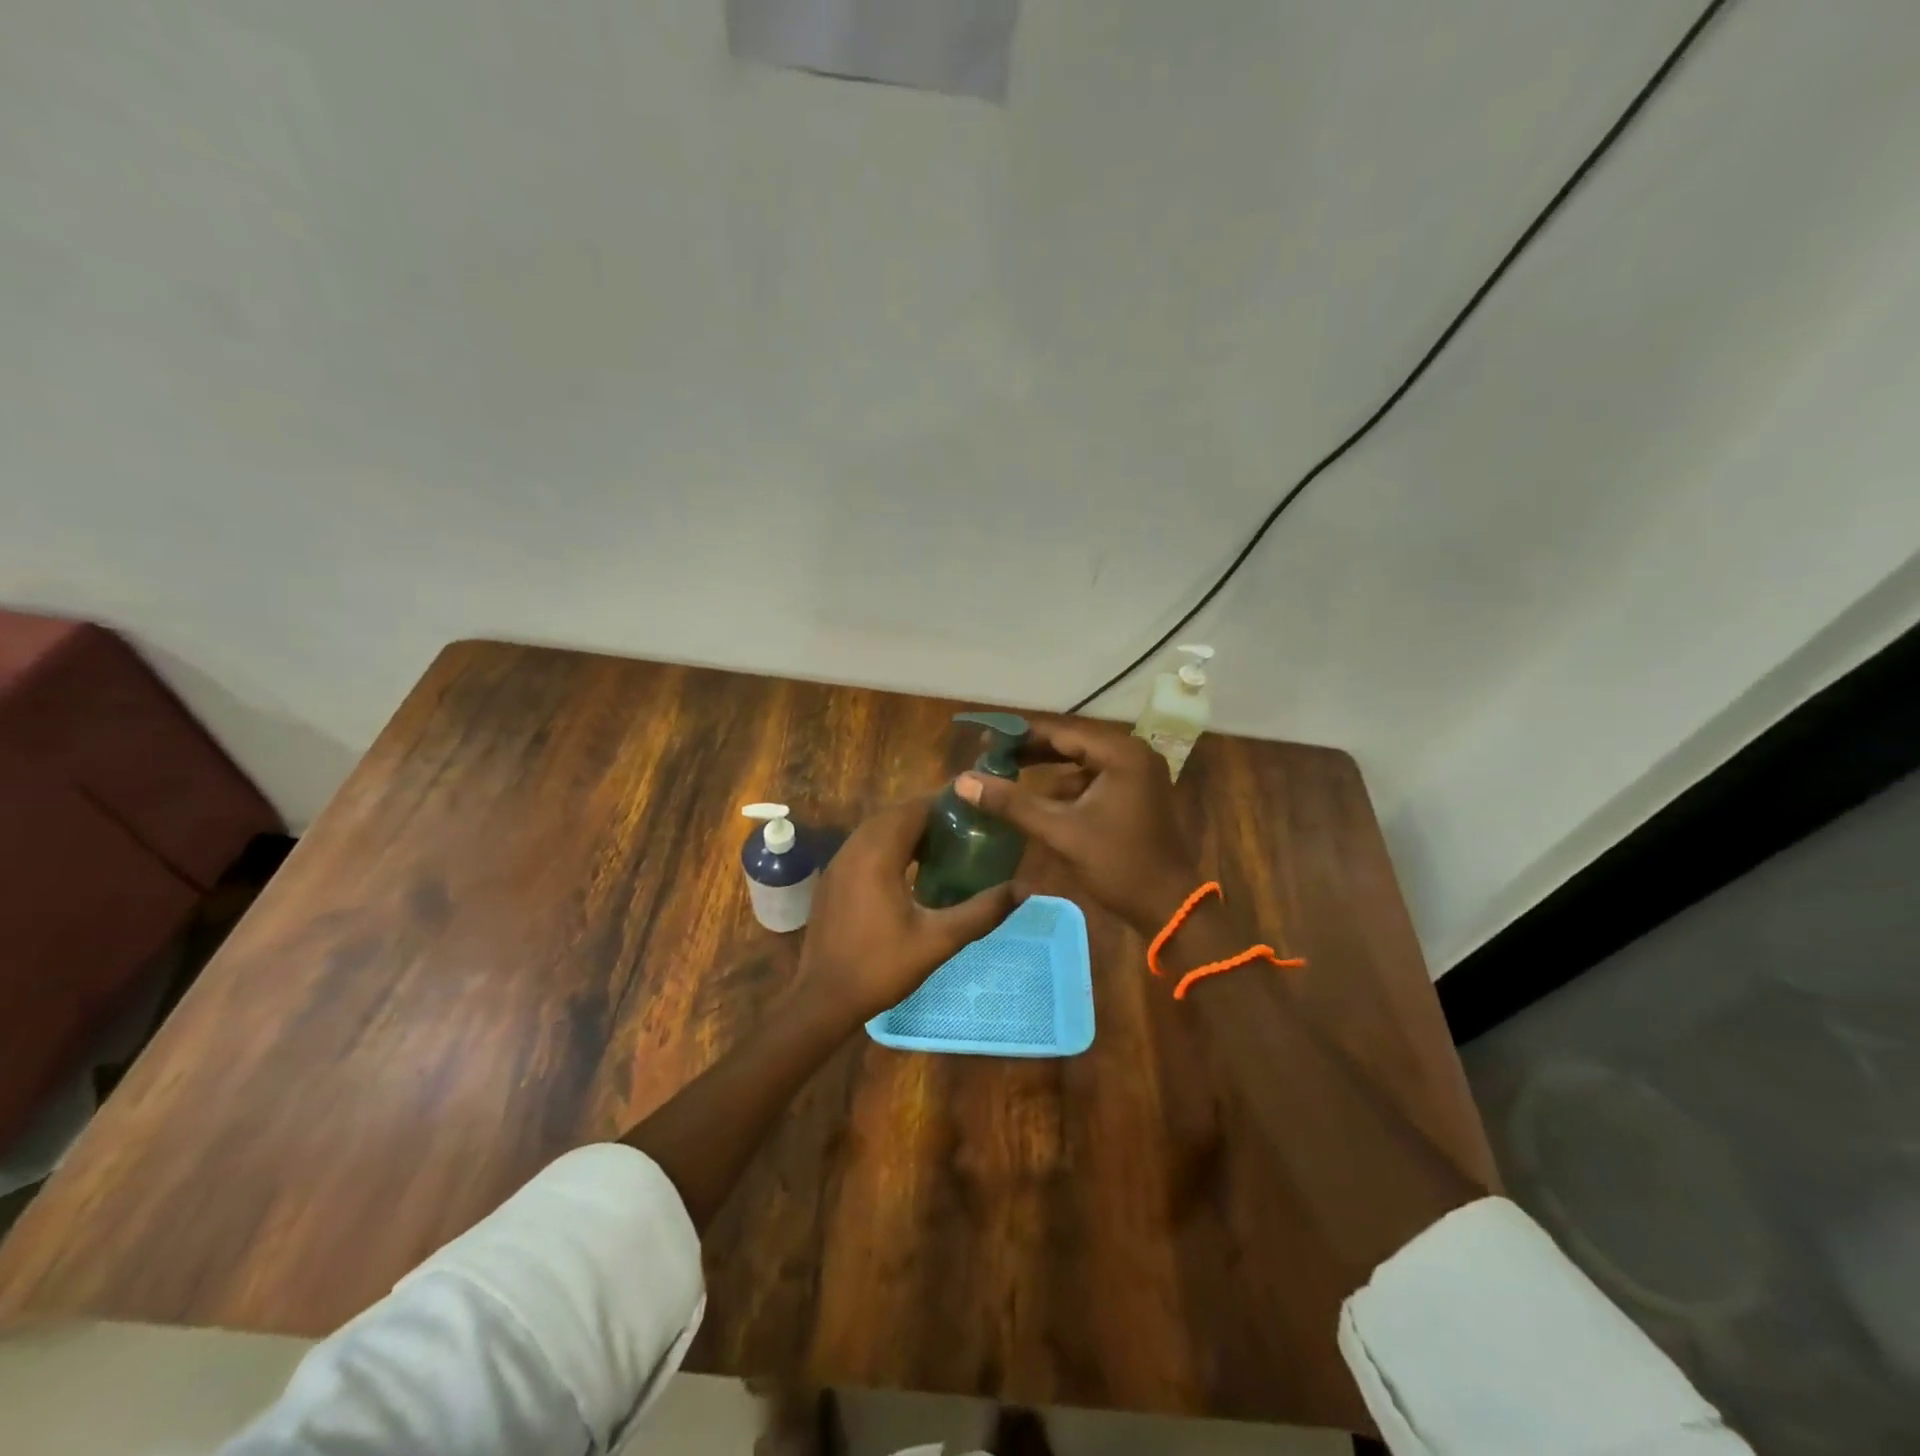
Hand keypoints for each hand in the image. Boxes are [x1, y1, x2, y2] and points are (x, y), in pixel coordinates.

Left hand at [792, 796, 1017, 1026]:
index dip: (944, 804)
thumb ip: (982, 911)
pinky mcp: (832, 879)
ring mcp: (838, 863)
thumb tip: (1024, 889)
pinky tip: (909, 870)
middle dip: (928, 816)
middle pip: (895, 815)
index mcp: (878, 854)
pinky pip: (864, 846)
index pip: (913, 809)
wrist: (823, 998)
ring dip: (907, 830)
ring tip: (942, 846)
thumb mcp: (939, 940)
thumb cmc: (881, 966)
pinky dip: (888, 845)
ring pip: (877, 829)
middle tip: (964, 829)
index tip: (974, 810)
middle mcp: (854, 848)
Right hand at [956, 716, 1198, 936]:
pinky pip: (1094, 778)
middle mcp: (1133, 753)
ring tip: (1008, 772)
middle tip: (992, 754)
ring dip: (1048, 768)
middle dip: (1032, 750)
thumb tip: (964, 781)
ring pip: (1082, 761)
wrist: (1168, 906)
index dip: (1021, 734)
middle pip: (1072, 743)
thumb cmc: (1118, 864)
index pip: (1062, 732)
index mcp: (1121, 753)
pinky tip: (1041, 798)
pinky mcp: (1137, 792)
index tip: (986, 737)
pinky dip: (1068, 785)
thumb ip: (1012, 803)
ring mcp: (1138, 773)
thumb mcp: (1060, 832)